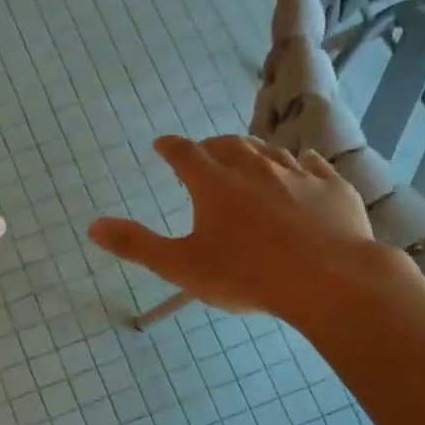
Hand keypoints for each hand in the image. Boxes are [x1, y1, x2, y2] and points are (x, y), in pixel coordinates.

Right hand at [89, 135, 391, 318]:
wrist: (329, 280)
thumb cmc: (246, 275)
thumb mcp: (181, 266)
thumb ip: (136, 245)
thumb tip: (93, 226)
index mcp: (214, 183)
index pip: (184, 153)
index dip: (169, 147)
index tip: (161, 145)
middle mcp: (254, 167)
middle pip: (227, 145)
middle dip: (210, 147)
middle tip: (203, 154)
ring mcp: (297, 174)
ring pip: (269, 151)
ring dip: (252, 152)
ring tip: (246, 159)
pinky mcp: (332, 187)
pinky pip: (312, 164)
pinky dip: (299, 163)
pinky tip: (302, 165)